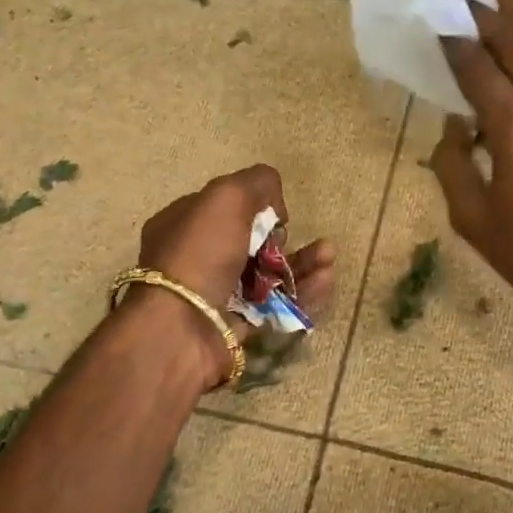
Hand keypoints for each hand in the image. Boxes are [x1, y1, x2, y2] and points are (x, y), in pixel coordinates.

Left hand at [131, 165, 336, 385]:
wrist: (182, 329)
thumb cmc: (200, 254)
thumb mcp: (226, 197)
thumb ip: (256, 183)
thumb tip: (275, 205)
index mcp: (182, 224)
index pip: (224, 208)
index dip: (253, 205)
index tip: (273, 211)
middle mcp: (197, 259)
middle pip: (250, 242)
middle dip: (283, 237)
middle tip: (291, 236)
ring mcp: (218, 295)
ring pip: (268, 275)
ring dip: (302, 263)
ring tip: (329, 256)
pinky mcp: (239, 326)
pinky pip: (277, 306)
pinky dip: (303, 293)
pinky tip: (326, 279)